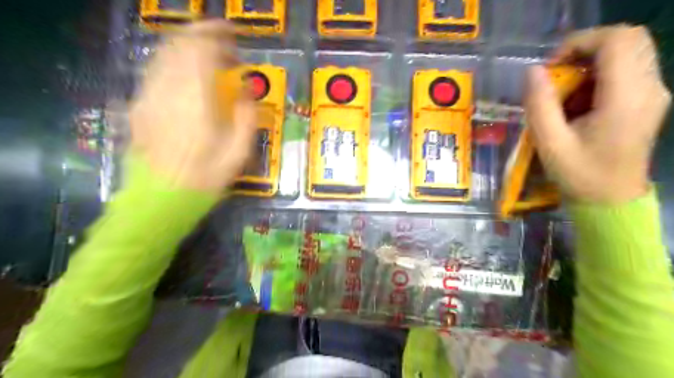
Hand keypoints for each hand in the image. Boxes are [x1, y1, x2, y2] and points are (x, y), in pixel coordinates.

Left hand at [130, 21, 256, 192]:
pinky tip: (187, 75)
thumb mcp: (238, 153)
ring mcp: (149, 96)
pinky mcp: (140, 105)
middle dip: (202, 35)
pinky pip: (156, 71)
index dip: (218, 36)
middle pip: (180, 45)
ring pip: (165, 54)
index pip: (202, 50)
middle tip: (224, 44)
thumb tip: (246, 93)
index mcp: (196, 101)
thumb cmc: (205, 179)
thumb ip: (246, 118)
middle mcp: (168, 91)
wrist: (161, 199)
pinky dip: (173, 63)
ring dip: (187, 47)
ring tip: (207, 56)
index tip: (235, 39)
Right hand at [524, 23, 670, 203]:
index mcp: (626, 98)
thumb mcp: (550, 143)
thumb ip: (539, 105)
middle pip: (627, 38)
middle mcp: (649, 87)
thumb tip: (532, 71)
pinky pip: (627, 69)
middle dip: (585, 49)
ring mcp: (653, 93)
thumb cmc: (580, 174)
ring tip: (566, 92)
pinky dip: (599, 75)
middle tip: (557, 75)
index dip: (579, 42)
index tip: (551, 67)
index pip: (616, 40)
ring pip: (627, 52)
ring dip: (591, 63)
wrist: (611, 199)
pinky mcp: (648, 100)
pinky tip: (580, 102)